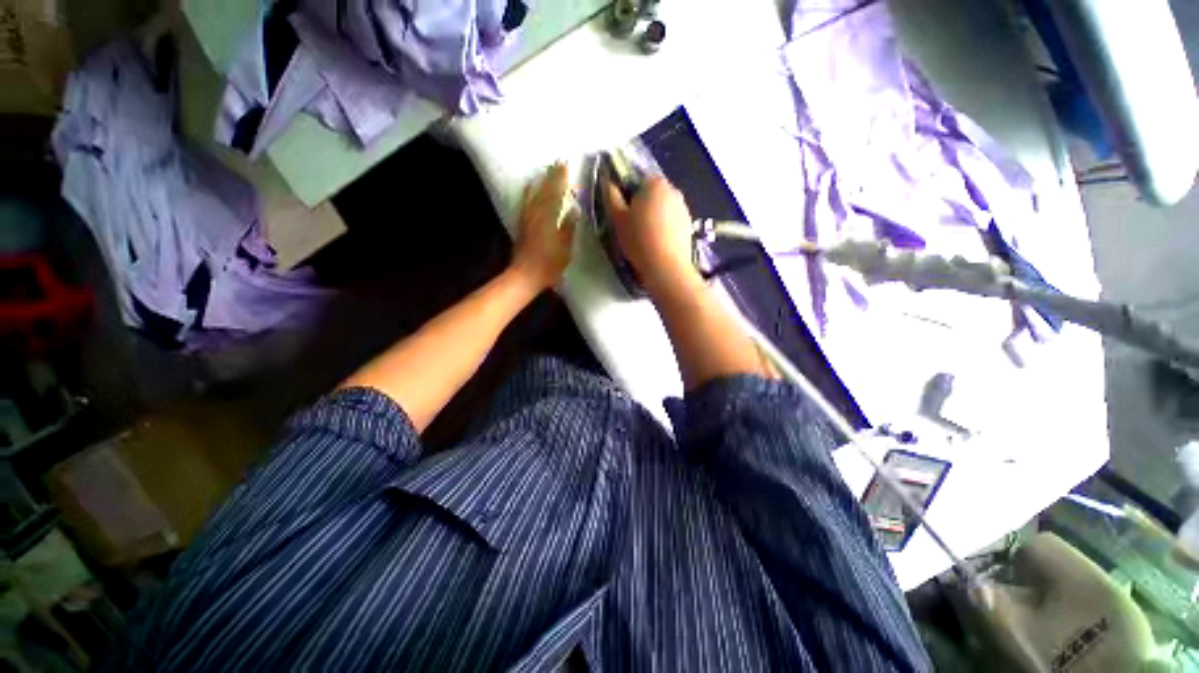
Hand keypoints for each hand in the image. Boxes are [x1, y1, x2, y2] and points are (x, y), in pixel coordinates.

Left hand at [511, 162, 577, 291]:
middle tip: (558, 162)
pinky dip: (528, 193)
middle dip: (552, 176)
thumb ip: (569, 228)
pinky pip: (525, 203)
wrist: (525, 276)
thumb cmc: (548, 265)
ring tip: (546, 170)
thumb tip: (575, 209)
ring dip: (541, 181)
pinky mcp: (522, 225)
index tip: (567, 165)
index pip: (557, 195)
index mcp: (549, 219)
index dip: (562, 180)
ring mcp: (527, 219)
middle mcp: (537, 215)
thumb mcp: (565, 250)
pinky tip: (529, 187)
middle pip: (545, 191)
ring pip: (535, 194)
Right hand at [604, 176, 700, 296]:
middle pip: (652, 194)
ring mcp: (684, 209)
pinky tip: (656, 245)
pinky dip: (663, 230)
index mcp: (655, 183)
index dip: (627, 195)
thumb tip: (608, 182)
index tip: (621, 213)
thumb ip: (611, 196)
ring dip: (653, 218)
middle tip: (630, 227)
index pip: (637, 180)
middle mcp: (673, 190)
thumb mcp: (617, 218)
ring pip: (662, 209)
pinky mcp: (689, 226)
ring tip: (643, 239)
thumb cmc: (639, 240)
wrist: (666, 267)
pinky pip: (671, 223)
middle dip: (641, 206)